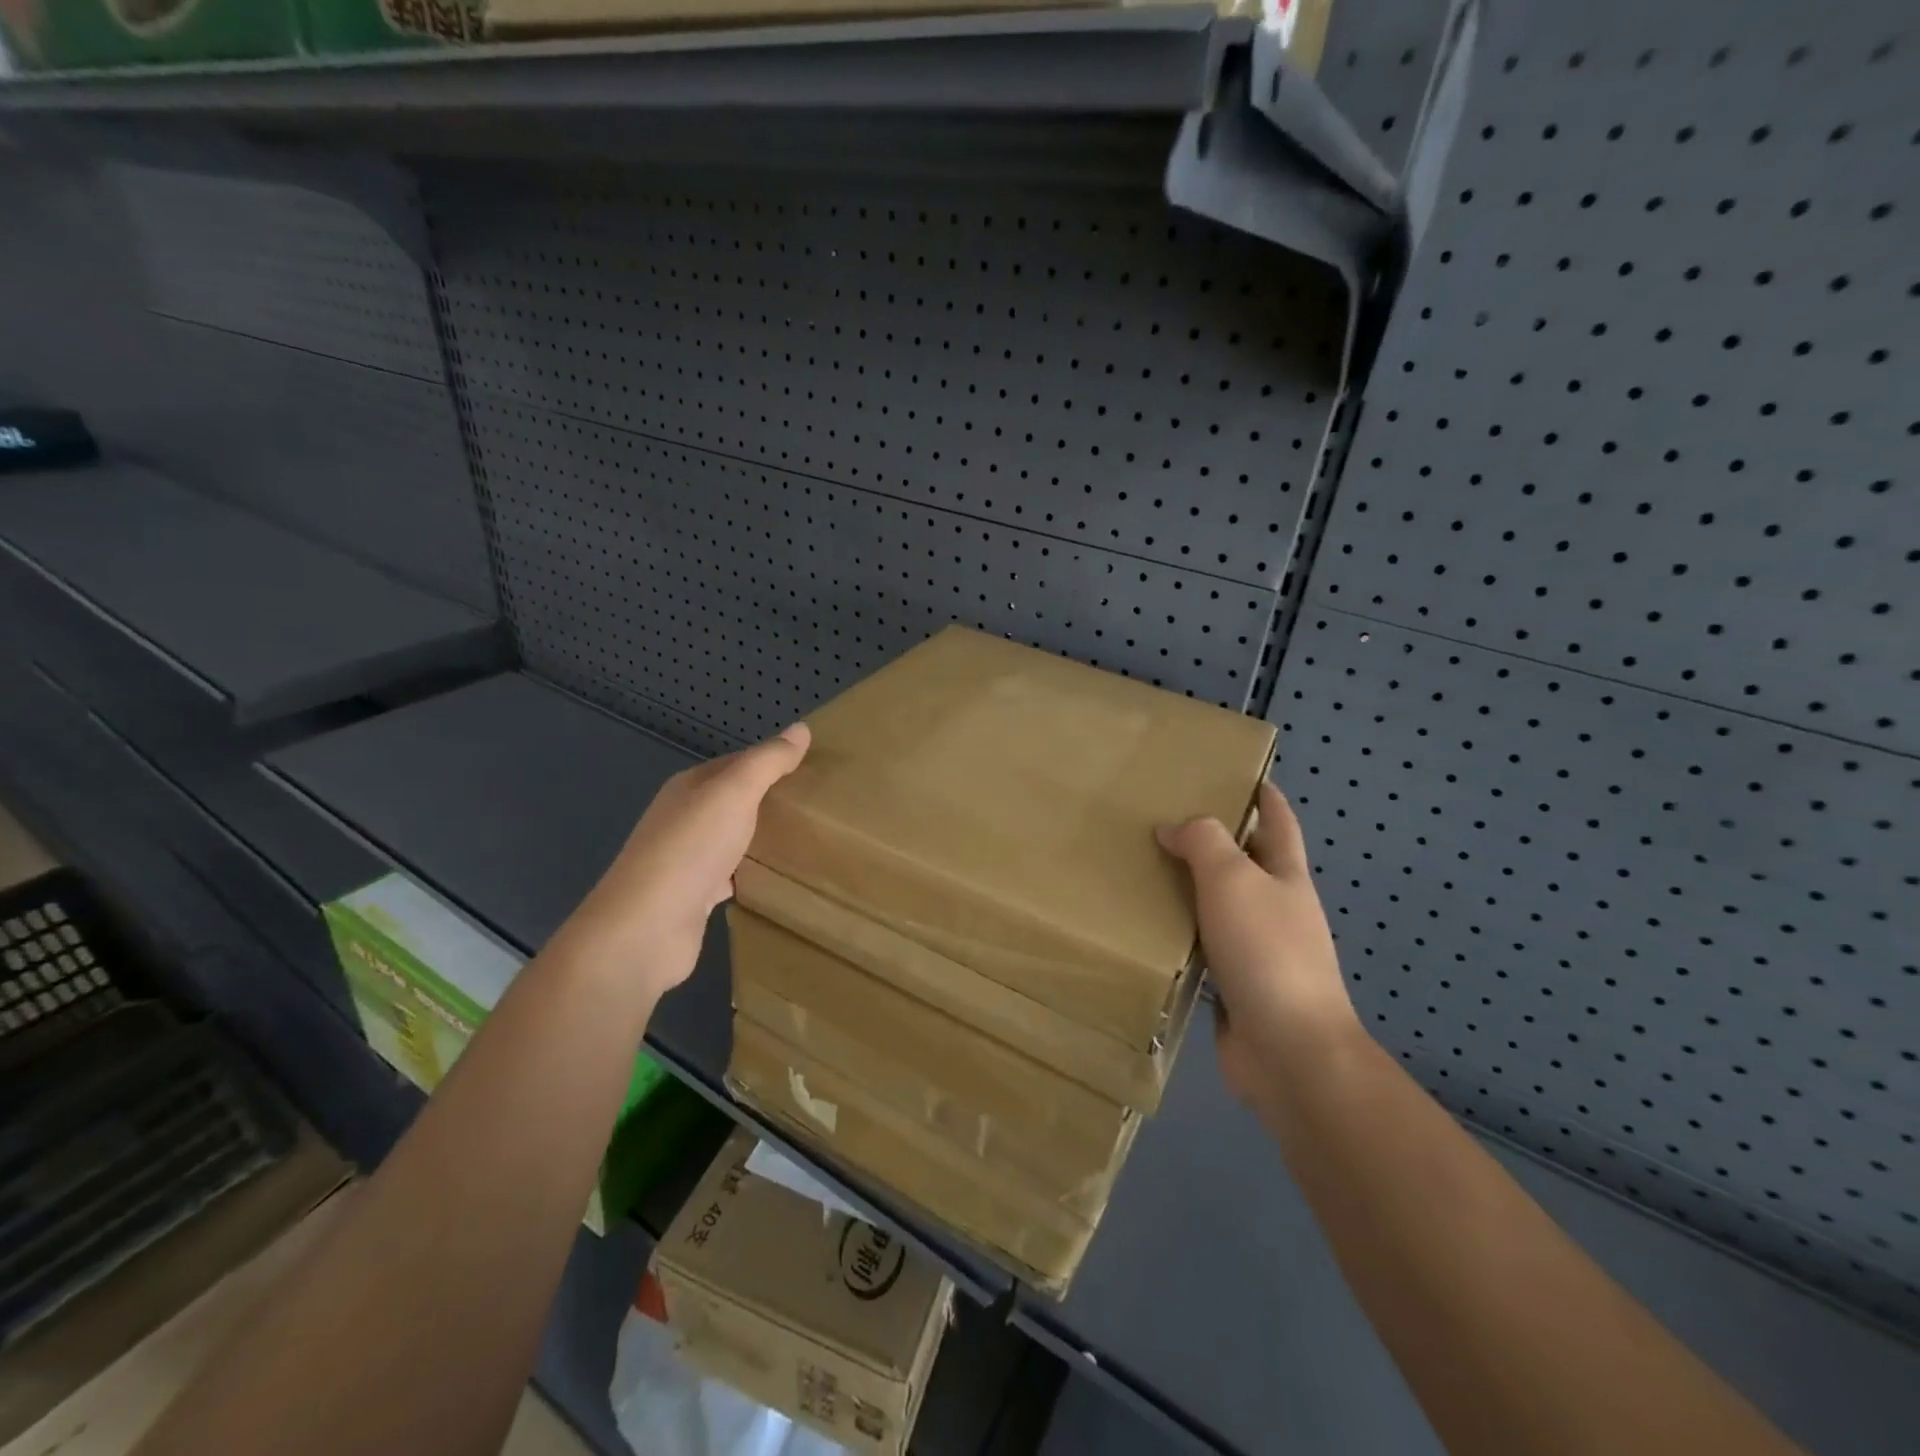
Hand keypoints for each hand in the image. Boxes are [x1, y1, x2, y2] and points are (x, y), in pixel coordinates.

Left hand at [554, 724, 810, 1000]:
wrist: (646, 929)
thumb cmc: (691, 849)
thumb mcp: (735, 792)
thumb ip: (767, 762)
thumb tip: (802, 728)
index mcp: (689, 788)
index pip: (737, 763)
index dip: (772, 762)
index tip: (813, 768)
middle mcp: (683, 819)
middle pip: (733, 801)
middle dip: (769, 801)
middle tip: (816, 805)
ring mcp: (685, 860)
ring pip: (731, 839)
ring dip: (759, 838)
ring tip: (804, 839)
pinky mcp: (693, 898)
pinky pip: (729, 877)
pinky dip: (749, 875)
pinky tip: (773, 879)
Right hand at [1158, 782, 1363, 1103]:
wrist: (1289, 1051)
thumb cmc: (1267, 951)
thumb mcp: (1233, 879)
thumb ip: (1203, 842)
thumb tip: (1173, 828)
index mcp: (1286, 876)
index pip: (1279, 822)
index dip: (1264, 795)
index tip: (1236, 773)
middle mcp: (1275, 909)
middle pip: (1244, 863)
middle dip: (1212, 840)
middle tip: (1162, 818)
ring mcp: (1256, 950)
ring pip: (1217, 906)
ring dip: (1188, 888)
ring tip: (1142, 868)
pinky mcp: (1233, 985)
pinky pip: (1200, 947)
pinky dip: (1177, 933)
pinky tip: (1145, 927)